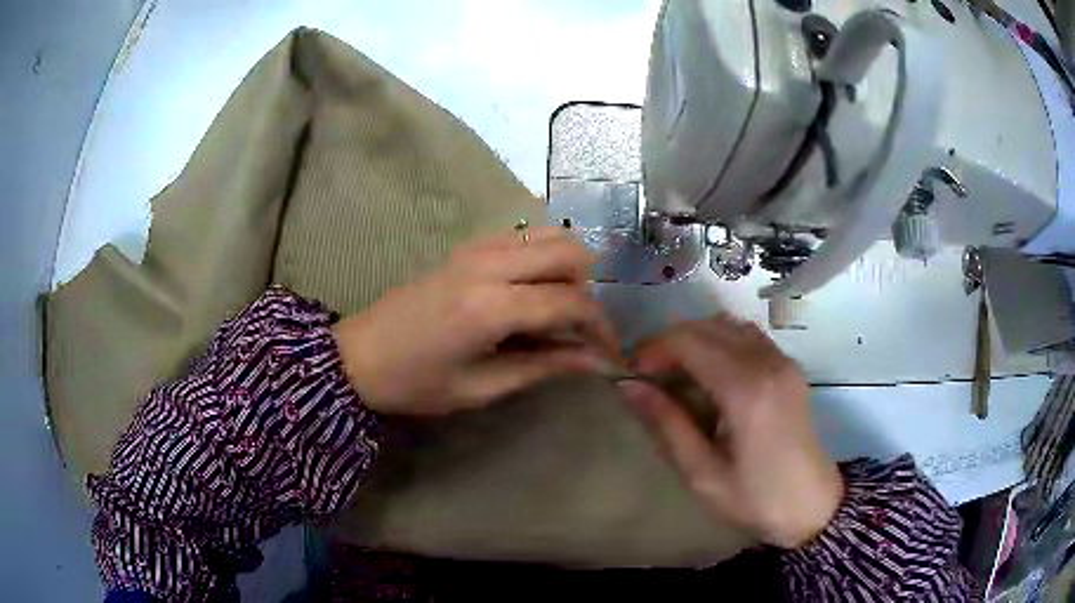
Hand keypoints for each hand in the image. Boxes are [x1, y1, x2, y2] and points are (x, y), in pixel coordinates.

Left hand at [333, 227, 616, 415]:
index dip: (600, 327)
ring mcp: (476, 249)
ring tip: (555, 309)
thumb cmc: (416, 383)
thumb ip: (542, 367)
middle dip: (588, 289)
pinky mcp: (466, 247)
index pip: (571, 301)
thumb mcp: (481, 388)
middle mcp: (489, 265)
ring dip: (566, 268)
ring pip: (548, 235)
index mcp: (491, 307)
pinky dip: (541, 256)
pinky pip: (522, 236)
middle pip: (570, 251)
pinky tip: (529, 291)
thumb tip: (594, 361)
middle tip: (578, 328)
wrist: (359, 355)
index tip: (609, 353)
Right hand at [619, 316, 843, 548]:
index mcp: (746, 391)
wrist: (811, 505)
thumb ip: (666, 424)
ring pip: (728, 325)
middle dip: (670, 344)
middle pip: (707, 326)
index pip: (689, 341)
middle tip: (649, 378)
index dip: (653, 350)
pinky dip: (721, 343)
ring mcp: (783, 361)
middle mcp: (768, 363)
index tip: (632, 375)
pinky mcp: (790, 367)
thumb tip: (628, 386)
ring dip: (696, 340)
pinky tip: (711, 375)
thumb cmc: (755, 499)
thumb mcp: (702, 473)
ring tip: (677, 375)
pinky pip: (748, 336)